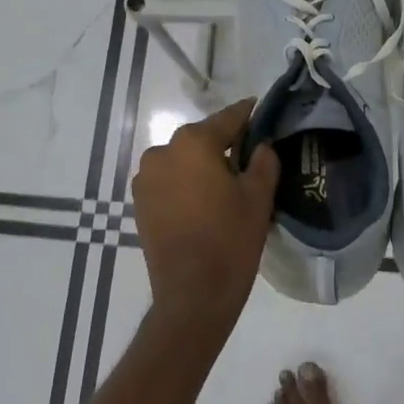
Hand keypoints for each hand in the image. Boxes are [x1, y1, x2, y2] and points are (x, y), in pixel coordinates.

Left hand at [132, 99, 279, 340]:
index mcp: (192, 143)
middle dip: (224, 144)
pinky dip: (186, 184)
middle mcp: (162, 152)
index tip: (259, 108)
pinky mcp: (140, 203)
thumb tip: (261, 145)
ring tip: (226, 184)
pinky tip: (204, 202)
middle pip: (201, 140)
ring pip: (183, 161)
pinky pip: (169, 182)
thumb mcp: (258, 197)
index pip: (227, 119)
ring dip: (202, 166)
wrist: (192, 295)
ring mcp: (146, 179)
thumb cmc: (230, 240)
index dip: (247, 115)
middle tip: (249, 156)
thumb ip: (263, 161)